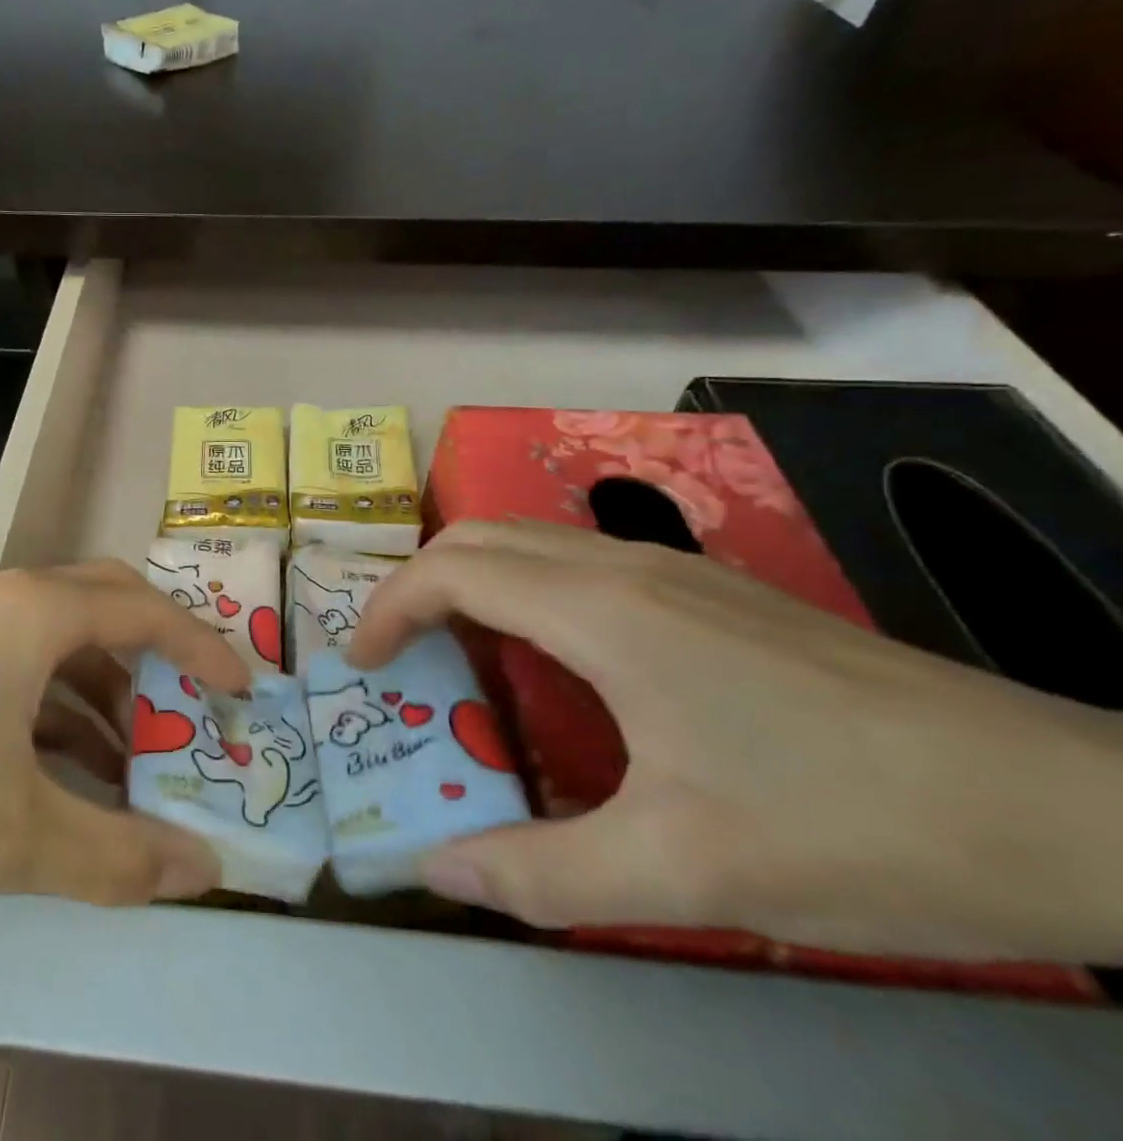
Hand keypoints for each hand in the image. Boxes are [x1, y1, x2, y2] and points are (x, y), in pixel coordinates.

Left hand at [0, 562, 250, 934]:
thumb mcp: (11, 834)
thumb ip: (115, 856)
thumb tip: (203, 872)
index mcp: (33, 611)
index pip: (146, 609)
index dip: (204, 647)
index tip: (244, 690)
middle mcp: (0, 603)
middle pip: (104, 606)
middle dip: (156, 656)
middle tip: (191, 712)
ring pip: (56, 646)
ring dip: (103, 695)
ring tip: (134, 767)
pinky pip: (13, 676)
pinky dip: (53, 716)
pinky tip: (61, 778)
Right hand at [350, 521, 1122, 961]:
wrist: (1071, 809)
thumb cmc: (854, 828)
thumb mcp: (686, 873)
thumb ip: (544, 875)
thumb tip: (437, 873)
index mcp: (601, 611)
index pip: (452, 572)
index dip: (388, 609)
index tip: (362, 665)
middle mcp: (625, 566)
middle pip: (480, 538)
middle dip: (417, 585)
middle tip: (397, 655)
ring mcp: (676, 571)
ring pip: (532, 542)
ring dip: (473, 582)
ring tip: (457, 653)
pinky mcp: (714, 591)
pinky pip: (580, 563)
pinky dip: (526, 589)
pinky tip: (556, 660)